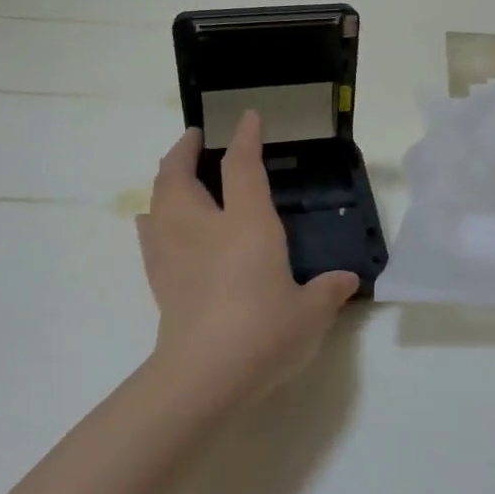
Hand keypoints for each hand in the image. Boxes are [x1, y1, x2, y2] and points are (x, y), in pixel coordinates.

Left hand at [136, 112, 358, 403]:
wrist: (204, 376)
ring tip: (175, 174)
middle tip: (195, 138)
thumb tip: (346, 280)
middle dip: (185, 150)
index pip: (243, 167)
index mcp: (247, 225)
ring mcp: (175, 252)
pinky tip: (153, 221)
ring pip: (158, 199)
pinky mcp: (159, 279)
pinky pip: (149, 233)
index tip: (248, 117)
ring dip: (165, 179)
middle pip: (180, 175)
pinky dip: (152, 217)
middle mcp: (205, 228)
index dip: (246, 138)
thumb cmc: (264, 333)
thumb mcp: (310, 313)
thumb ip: (328, 291)